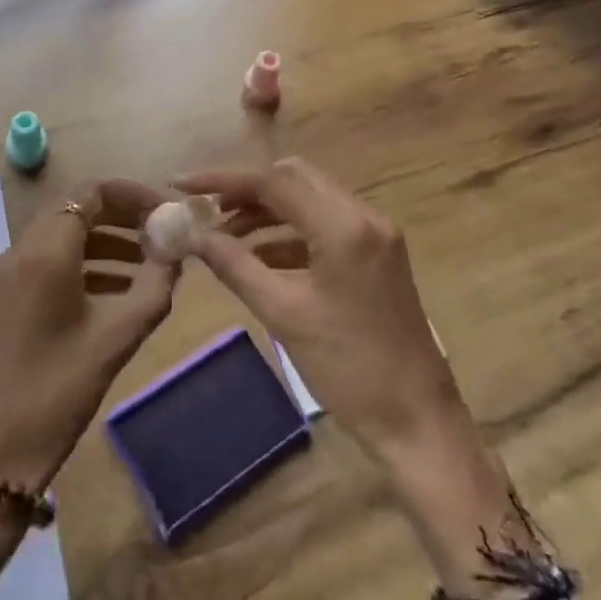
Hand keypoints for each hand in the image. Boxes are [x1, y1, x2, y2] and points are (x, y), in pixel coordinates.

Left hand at [0, 178, 177, 490]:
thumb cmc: (59, 389)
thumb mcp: (118, 336)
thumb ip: (155, 286)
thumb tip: (177, 253)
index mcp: (45, 250)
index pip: (92, 192)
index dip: (134, 195)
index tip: (166, 214)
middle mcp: (20, 250)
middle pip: (76, 209)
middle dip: (122, 217)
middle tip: (161, 235)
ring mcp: (7, 274)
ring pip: (62, 235)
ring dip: (105, 240)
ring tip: (148, 265)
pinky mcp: (4, 298)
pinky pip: (48, 261)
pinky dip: (84, 263)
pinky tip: (116, 291)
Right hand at [175, 158, 529, 590]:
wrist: (417, 421)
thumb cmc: (348, 369)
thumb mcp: (282, 314)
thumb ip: (235, 265)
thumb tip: (194, 235)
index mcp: (344, 226)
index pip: (274, 181)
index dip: (223, 180)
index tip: (183, 185)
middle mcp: (364, 215)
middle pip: (294, 178)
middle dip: (246, 190)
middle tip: (207, 211)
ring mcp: (375, 233)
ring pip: (309, 198)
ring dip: (266, 210)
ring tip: (224, 236)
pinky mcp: (376, 253)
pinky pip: (324, 224)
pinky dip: (289, 232)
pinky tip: (258, 256)